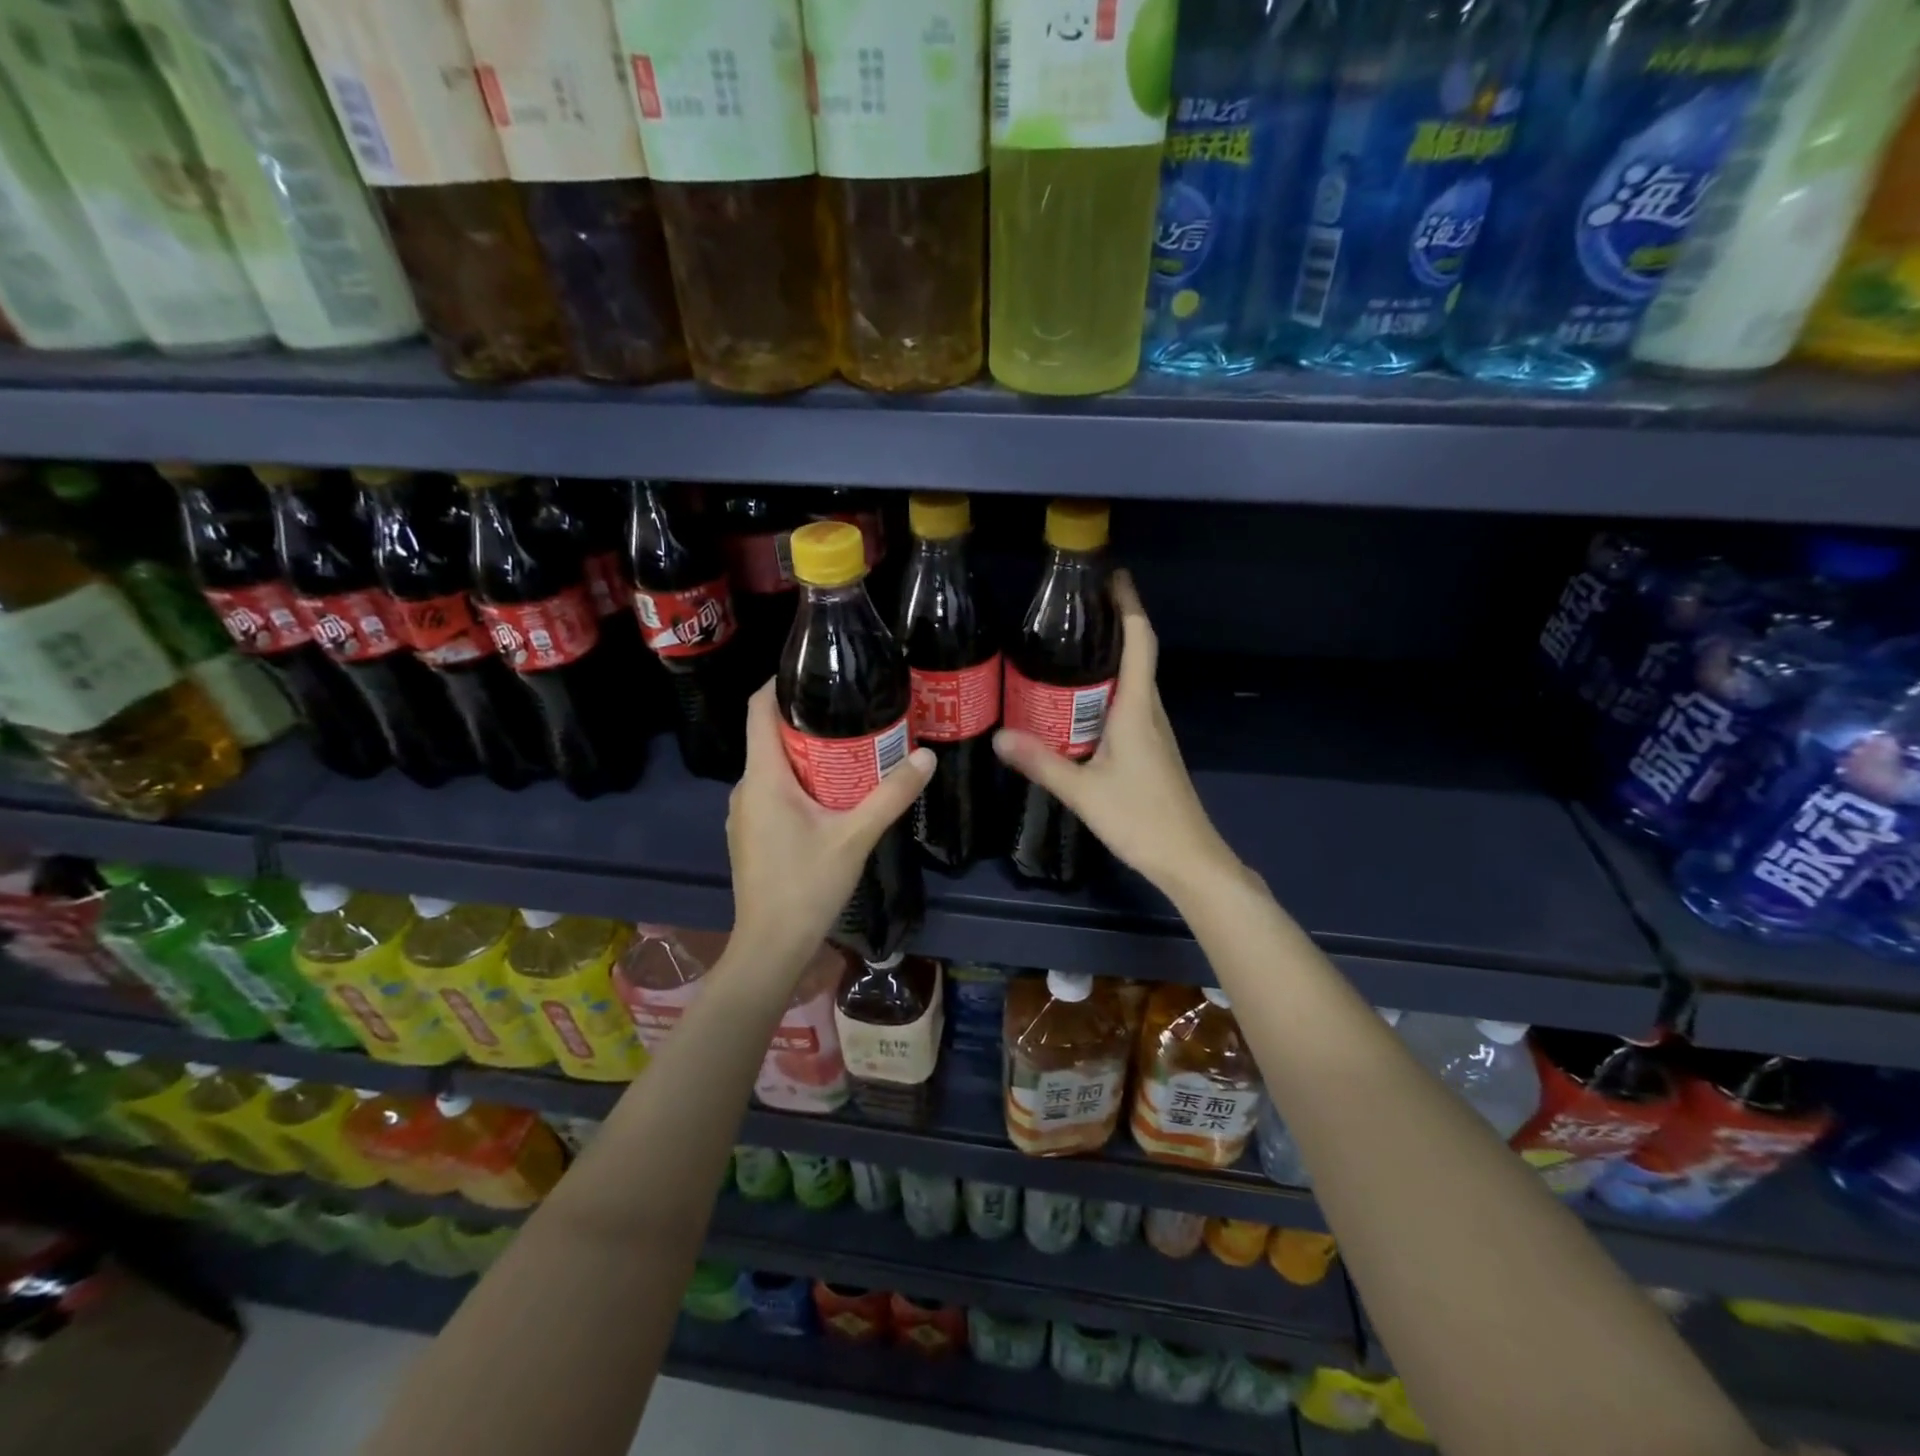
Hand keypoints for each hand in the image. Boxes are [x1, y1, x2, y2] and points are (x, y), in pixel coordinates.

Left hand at [725, 683, 935, 985]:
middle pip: (770, 736)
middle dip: (808, 720)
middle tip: (853, 712)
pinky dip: (800, 783)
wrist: (770, 947)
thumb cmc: (806, 886)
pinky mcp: (751, 834)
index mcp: (763, 777)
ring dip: (807, 755)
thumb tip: (926, 758)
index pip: (758, 710)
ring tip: (851, 750)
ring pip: (774, 767)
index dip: (779, 683)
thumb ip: (891, 795)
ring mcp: (744, 814)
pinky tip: (832, 796)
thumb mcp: (855, 837)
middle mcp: (746, 788)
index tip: (815, 672)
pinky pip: (773, 792)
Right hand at [993, 571, 1238, 901]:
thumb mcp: (1084, 792)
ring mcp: (1154, 732)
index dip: (1129, 606)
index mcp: (1138, 710)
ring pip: (1134, 682)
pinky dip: (1108, 690)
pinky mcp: (1151, 751)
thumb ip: (1042, 763)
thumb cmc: (1141, 819)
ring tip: (1071, 646)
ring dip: (1111, 657)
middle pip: (1138, 655)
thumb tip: (999, 737)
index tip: (1113, 576)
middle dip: (1114, 624)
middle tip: (1074, 608)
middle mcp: (1151, 712)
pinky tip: (1080, 703)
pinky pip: (1130, 705)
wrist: (1189, 859)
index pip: (1140, 643)